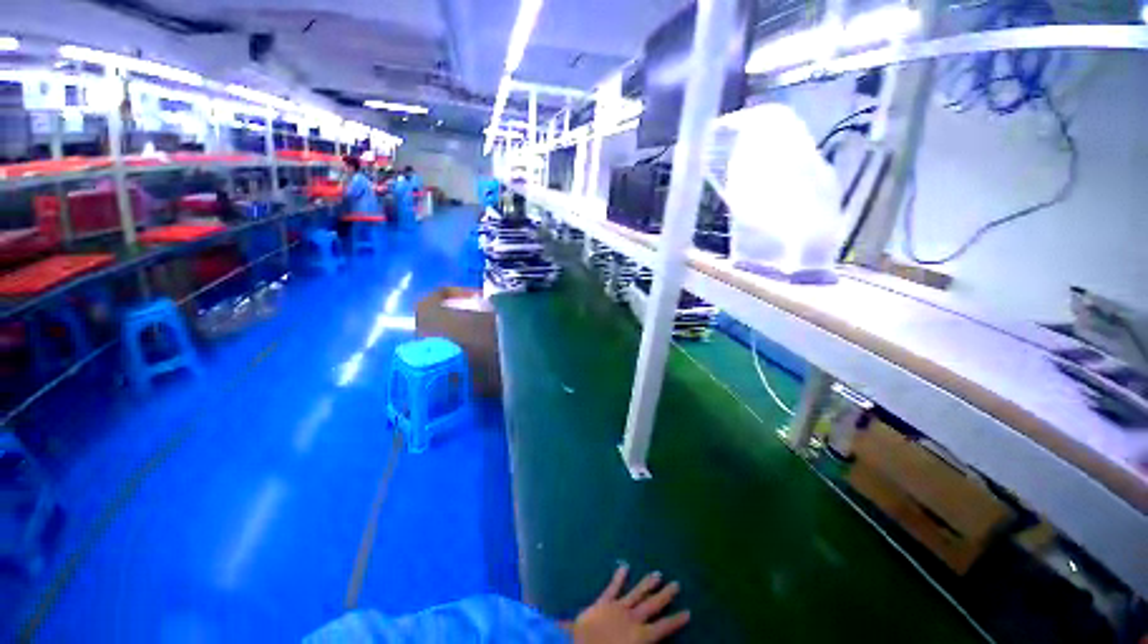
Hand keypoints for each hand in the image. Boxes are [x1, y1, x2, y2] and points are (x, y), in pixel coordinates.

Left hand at [565, 564, 690, 643]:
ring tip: (658, 573)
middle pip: (652, 605)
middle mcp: (632, 619)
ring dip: (647, 584)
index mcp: (640, 637)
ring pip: (636, 593)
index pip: (663, 628)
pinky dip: (619, 577)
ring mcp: (617, 608)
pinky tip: (624, 566)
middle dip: (665, 595)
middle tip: (676, 584)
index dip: (676, 621)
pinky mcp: (603, 602)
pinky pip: (612, 588)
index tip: (688, 612)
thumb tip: (655, 641)